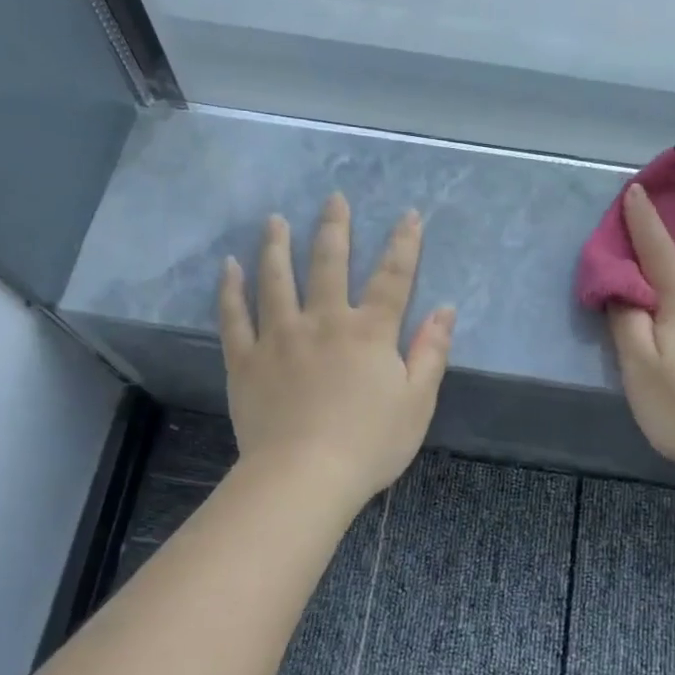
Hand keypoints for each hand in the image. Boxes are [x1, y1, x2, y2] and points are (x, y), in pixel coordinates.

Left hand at [219, 193, 455, 507]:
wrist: (304, 476)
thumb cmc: (370, 444)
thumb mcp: (417, 402)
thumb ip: (431, 352)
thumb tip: (445, 309)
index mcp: (369, 332)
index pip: (392, 278)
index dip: (403, 244)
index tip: (408, 215)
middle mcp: (323, 322)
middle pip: (329, 264)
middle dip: (334, 229)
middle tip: (332, 198)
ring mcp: (279, 337)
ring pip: (276, 279)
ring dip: (276, 246)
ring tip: (274, 220)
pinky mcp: (246, 360)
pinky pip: (234, 317)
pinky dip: (231, 290)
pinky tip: (228, 267)